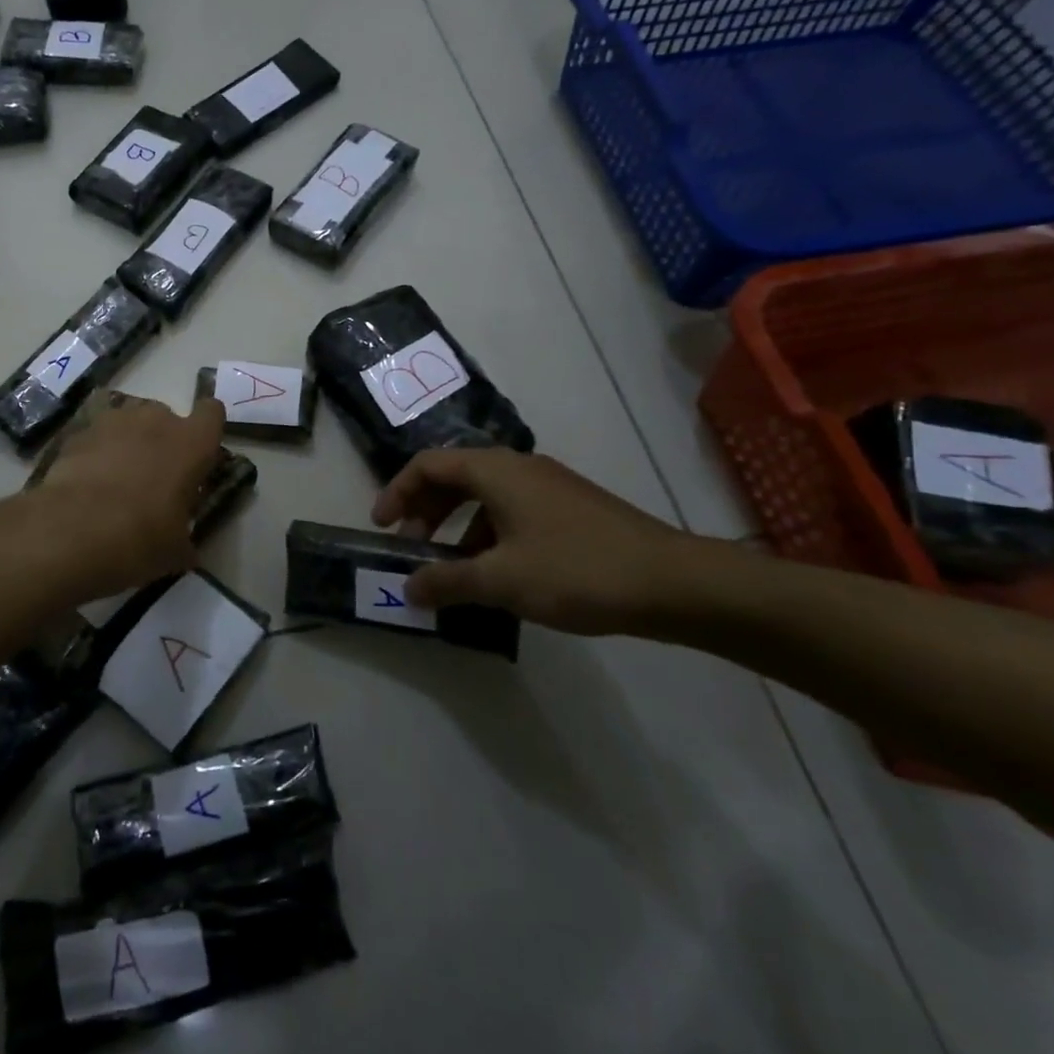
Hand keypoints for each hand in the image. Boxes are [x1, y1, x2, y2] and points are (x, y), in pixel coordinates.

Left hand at [37, 393, 226, 591]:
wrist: (72, 532)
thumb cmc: (140, 538)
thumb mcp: (176, 550)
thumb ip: (185, 538)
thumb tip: (185, 550)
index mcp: (192, 443)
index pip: (212, 413)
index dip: (206, 430)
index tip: (199, 453)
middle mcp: (156, 420)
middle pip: (166, 417)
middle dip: (161, 441)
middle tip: (154, 479)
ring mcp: (113, 421)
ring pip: (128, 423)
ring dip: (127, 444)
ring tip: (116, 481)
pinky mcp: (78, 432)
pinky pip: (96, 438)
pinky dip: (95, 455)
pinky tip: (86, 486)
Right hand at [371, 449, 704, 635]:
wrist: (674, 583)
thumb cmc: (576, 571)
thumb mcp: (501, 580)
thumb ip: (447, 581)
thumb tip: (408, 588)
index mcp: (496, 470)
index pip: (428, 465)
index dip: (397, 492)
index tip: (380, 527)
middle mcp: (518, 467)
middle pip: (454, 478)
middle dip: (424, 512)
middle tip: (410, 550)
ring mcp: (548, 487)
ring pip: (484, 497)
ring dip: (456, 528)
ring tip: (450, 570)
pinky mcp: (569, 510)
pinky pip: (511, 512)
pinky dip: (488, 536)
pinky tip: (494, 575)